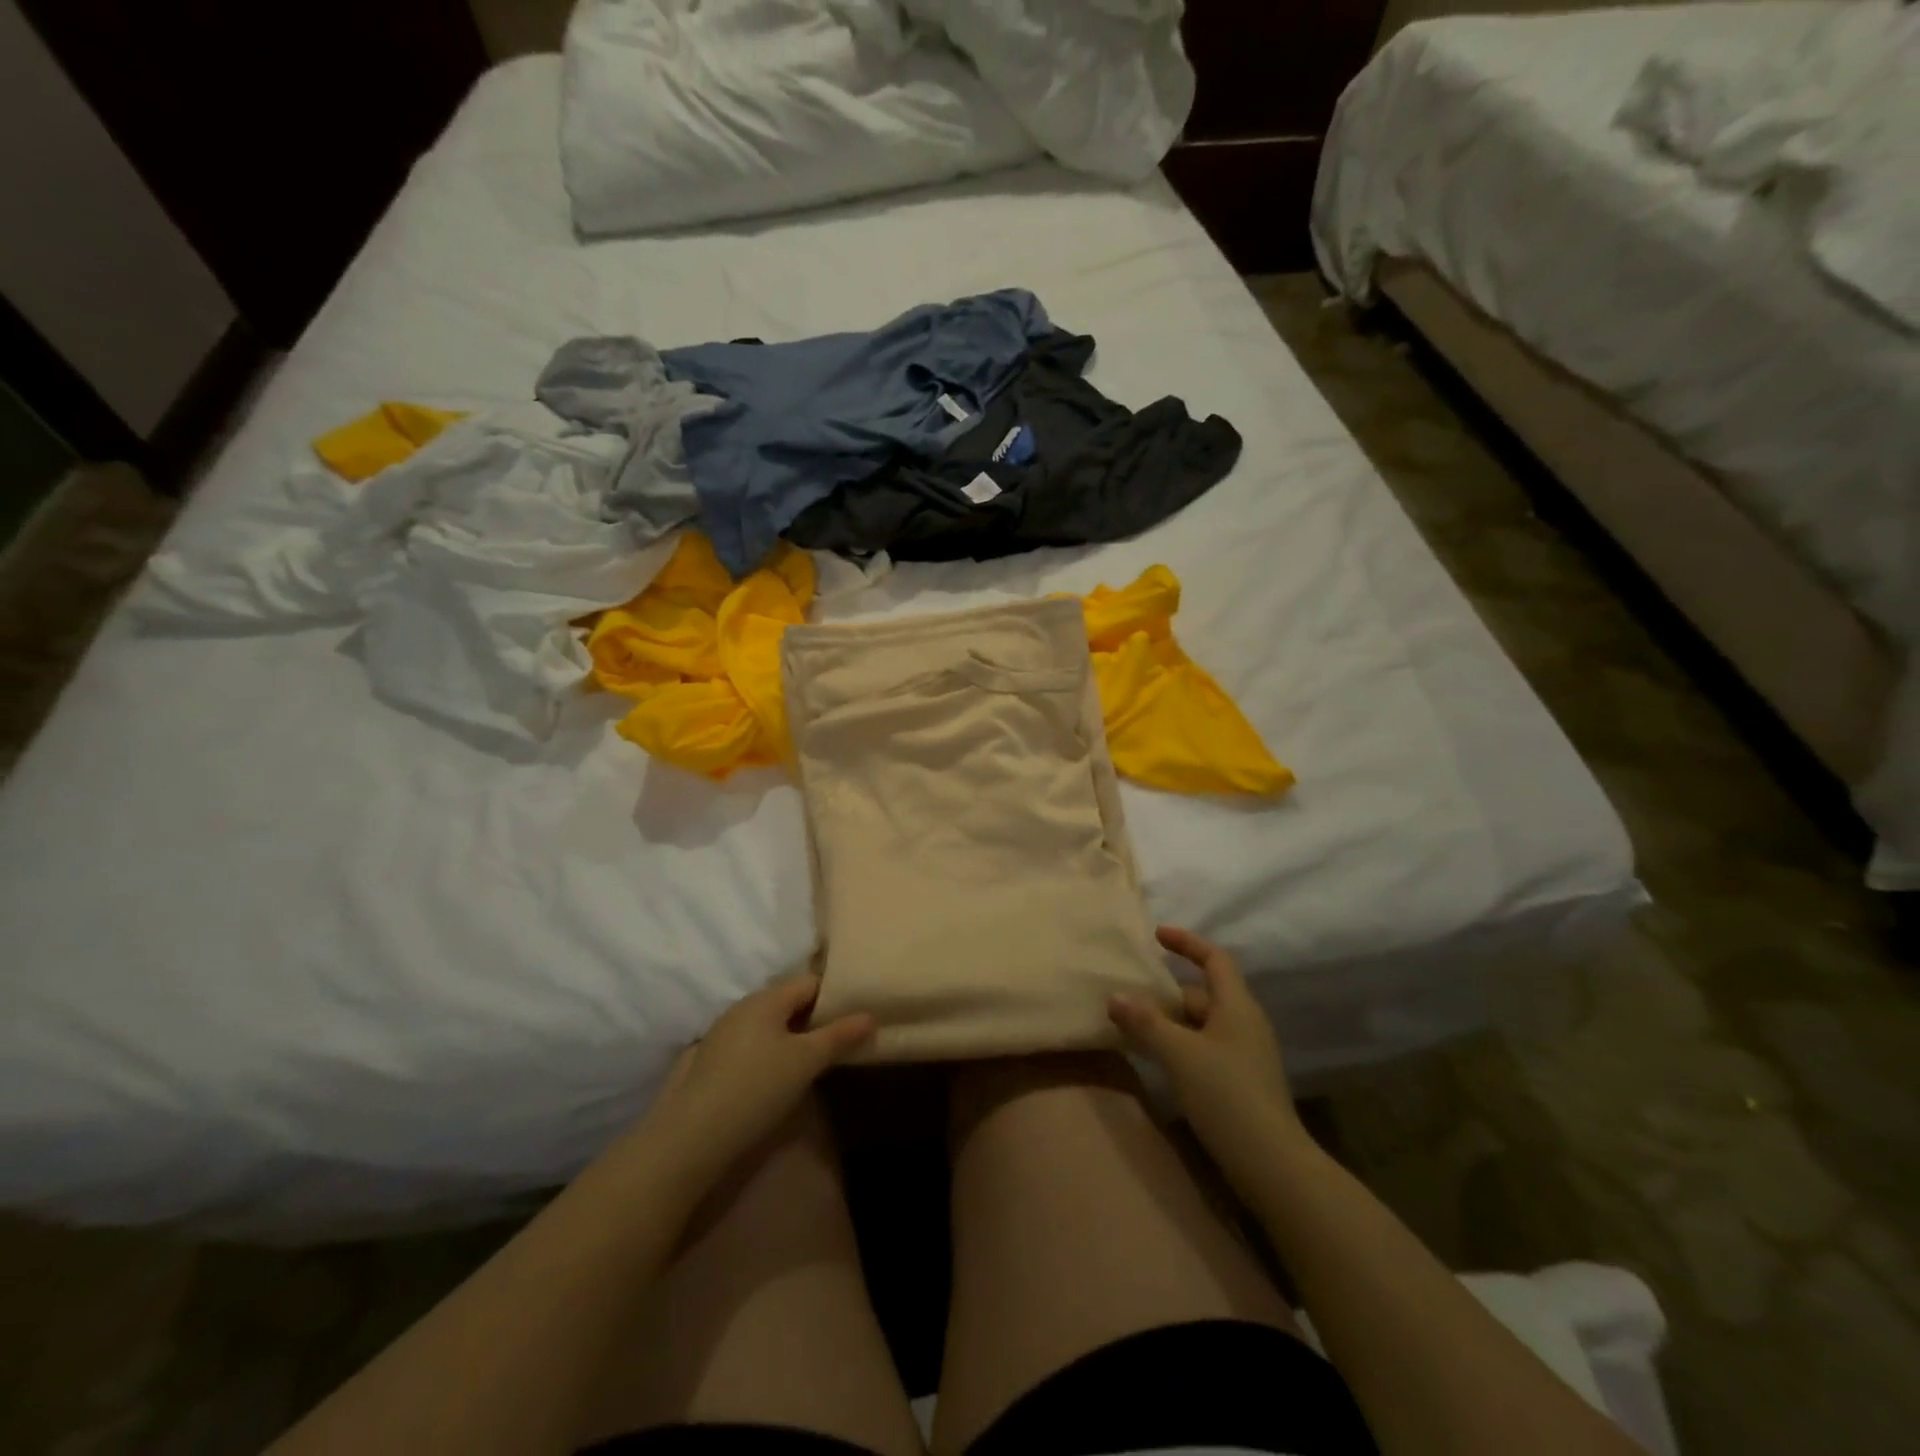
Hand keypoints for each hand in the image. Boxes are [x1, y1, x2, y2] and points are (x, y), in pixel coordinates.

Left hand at [640, 973, 873, 1187]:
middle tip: (839, 1042)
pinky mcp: (710, 1060)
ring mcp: (723, 1033)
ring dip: (792, 1037)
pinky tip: (777, 1078)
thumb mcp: (806, 1062)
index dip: (835, 996)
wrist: (691, 1137)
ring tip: (812, 1062)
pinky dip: (770, 1052)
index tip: (855, 1017)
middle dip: (814, 1018)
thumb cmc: (757, 1088)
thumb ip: (839, 1036)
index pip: (810, 982)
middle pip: (788, 1001)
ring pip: (769, 1024)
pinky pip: (751, 1044)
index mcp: (766, 998)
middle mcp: (742, 1007)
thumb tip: (869, 1015)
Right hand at [1109, 926, 1311, 1183]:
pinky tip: (1156, 1059)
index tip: (1156, 935)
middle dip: (1166, 991)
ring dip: (1169, 1021)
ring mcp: (1244, 1054)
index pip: (1214, 959)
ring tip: (1133, 1025)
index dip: (1186, 943)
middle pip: (1202, 993)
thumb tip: (1115, 997)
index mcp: (1237, 1006)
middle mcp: (1244, 1023)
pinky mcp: (1239, 1081)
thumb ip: (1145, 1022)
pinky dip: (1178, 1044)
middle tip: (1128, 994)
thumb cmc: (1227, 1095)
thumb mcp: (1179, 1054)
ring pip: (1200, 1023)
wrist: (1272, 1164)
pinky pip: (1203, 1047)